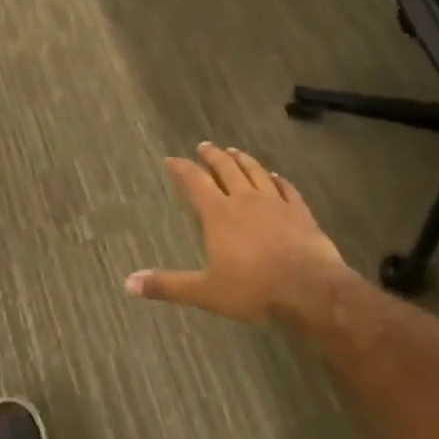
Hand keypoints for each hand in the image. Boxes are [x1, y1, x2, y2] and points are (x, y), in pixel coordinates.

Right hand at [125, 143, 351, 327]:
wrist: (309, 289)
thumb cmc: (253, 289)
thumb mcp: (204, 292)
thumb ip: (167, 285)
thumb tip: (129, 283)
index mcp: (219, 214)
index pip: (195, 182)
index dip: (182, 169)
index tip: (171, 159)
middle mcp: (245, 200)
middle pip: (226, 169)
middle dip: (213, 156)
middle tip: (205, 146)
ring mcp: (275, 203)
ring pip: (256, 173)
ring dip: (243, 160)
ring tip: (234, 151)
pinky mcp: (300, 212)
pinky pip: (286, 188)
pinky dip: (278, 179)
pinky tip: (276, 176)